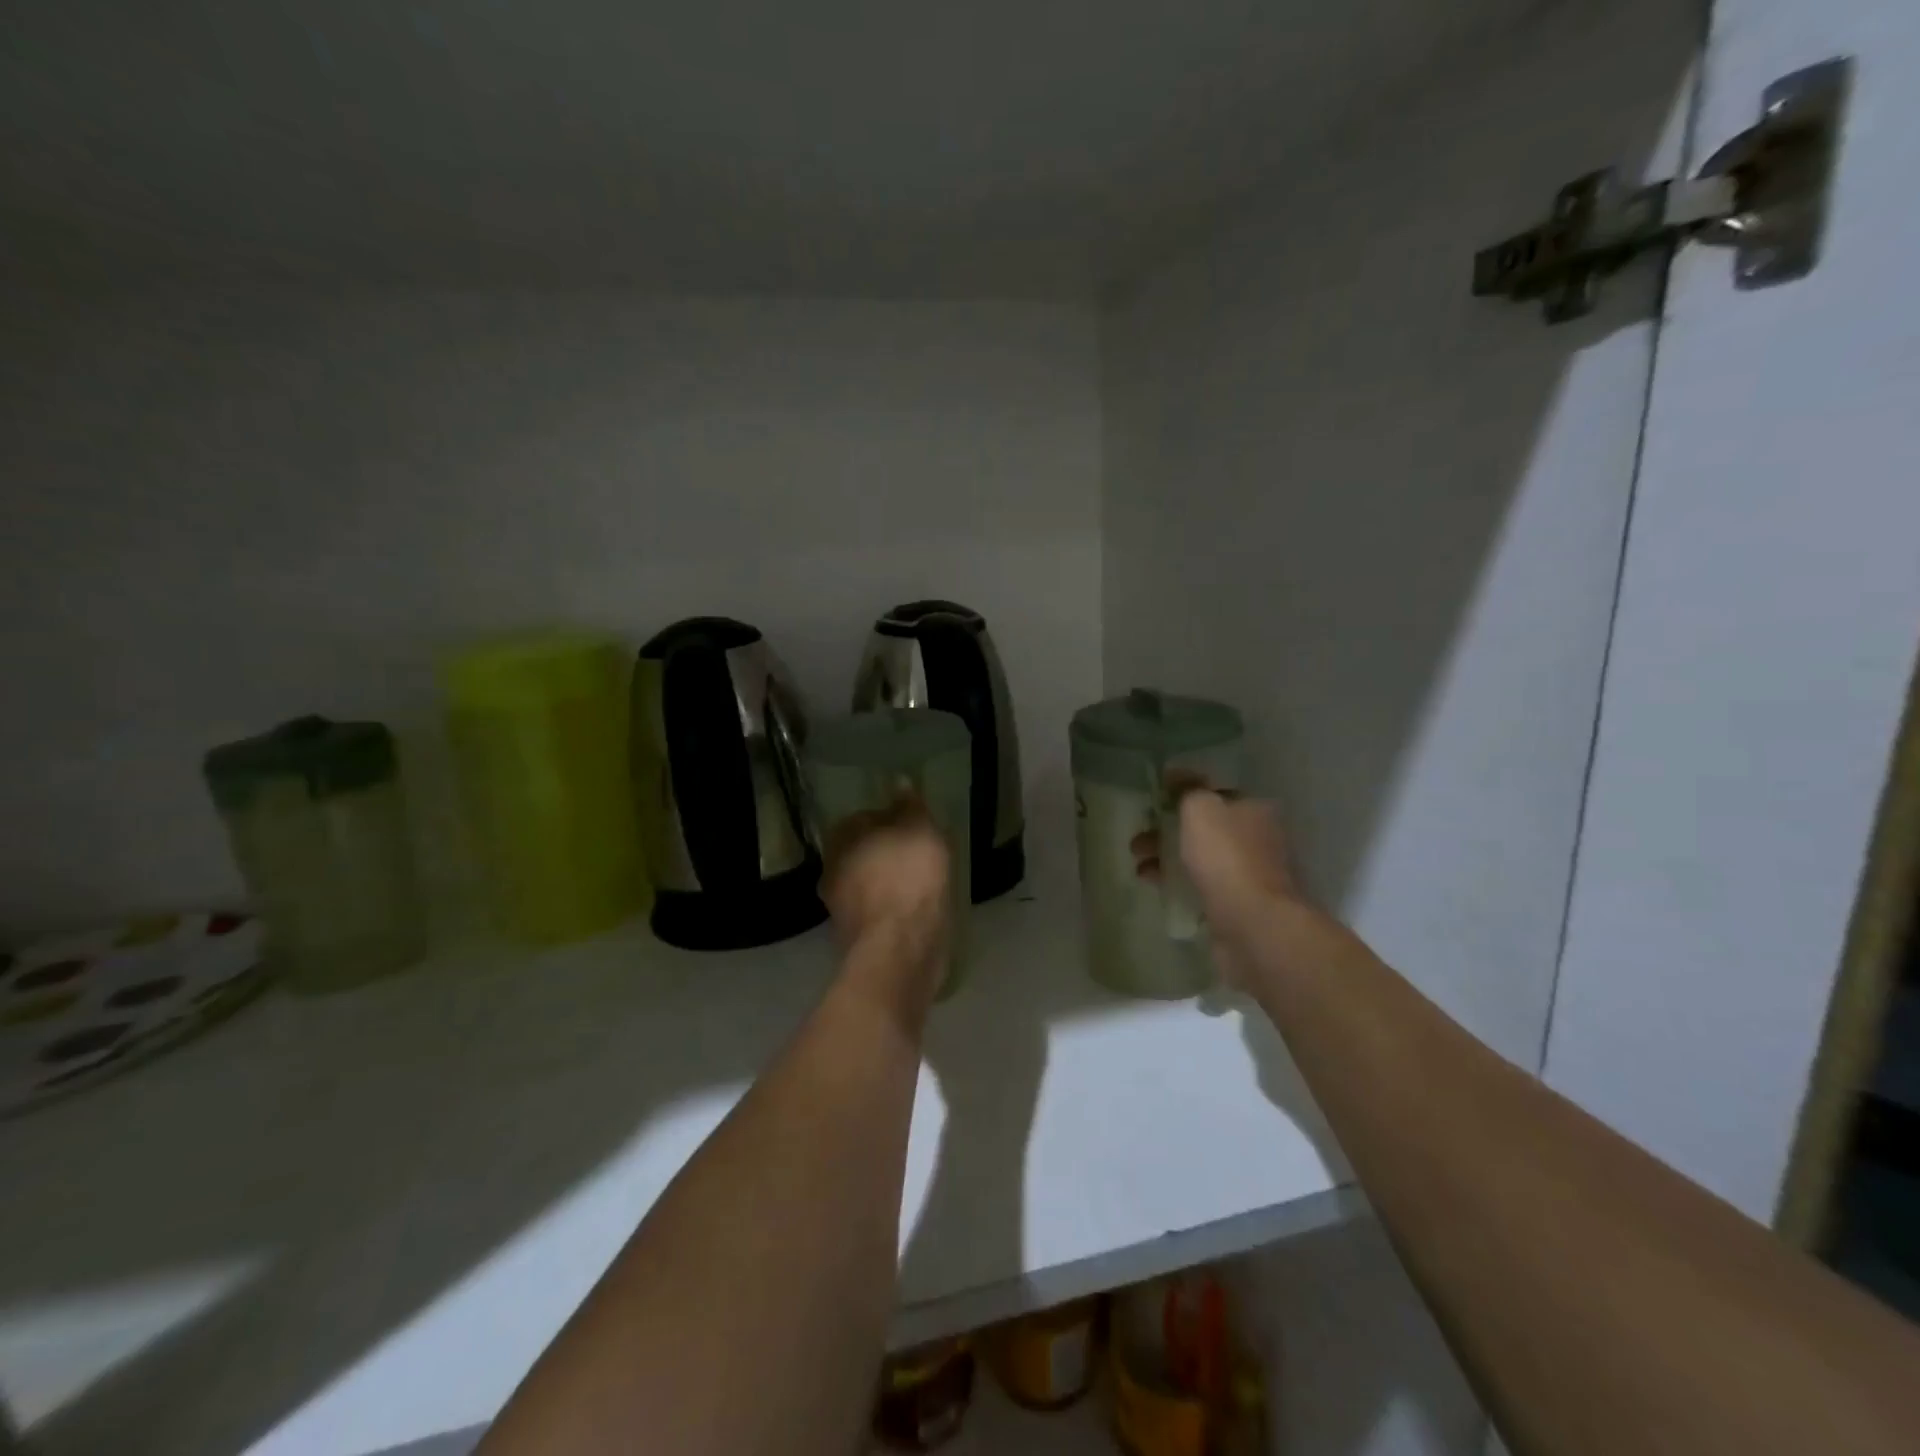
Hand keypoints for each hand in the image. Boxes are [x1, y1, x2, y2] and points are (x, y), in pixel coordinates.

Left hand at [821, 791, 952, 1007]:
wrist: (900, 950)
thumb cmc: (908, 878)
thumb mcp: (919, 830)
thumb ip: (909, 806)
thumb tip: (899, 782)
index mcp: (841, 840)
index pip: (862, 818)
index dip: (889, 820)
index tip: (914, 826)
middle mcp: (832, 871)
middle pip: (863, 853)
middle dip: (887, 853)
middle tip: (921, 853)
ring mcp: (841, 909)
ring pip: (869, 884)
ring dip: (890, 882)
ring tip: (923, 882)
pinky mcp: (857, 939)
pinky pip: (878, 912)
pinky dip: (894, 909)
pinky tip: (917, 910)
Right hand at [1132, 780, 1304, 990]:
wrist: (1253, 925)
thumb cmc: (1226, 858)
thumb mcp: (1201, 809)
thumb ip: (1187, 789)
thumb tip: (1176, 774)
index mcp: (1253, 810)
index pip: (1213, 794)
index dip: (1181, 797)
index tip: (1152, 806)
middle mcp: (1255, 839)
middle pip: (1203, 828)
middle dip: (1166, 831)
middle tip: (1137, 841)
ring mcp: (1248, 875)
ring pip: (1199, 858)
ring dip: (1166, 858)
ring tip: (1139, 867)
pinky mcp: (1237, 905)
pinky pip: (1200, 886)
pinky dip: (1176, 883)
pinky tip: (1155, 886)